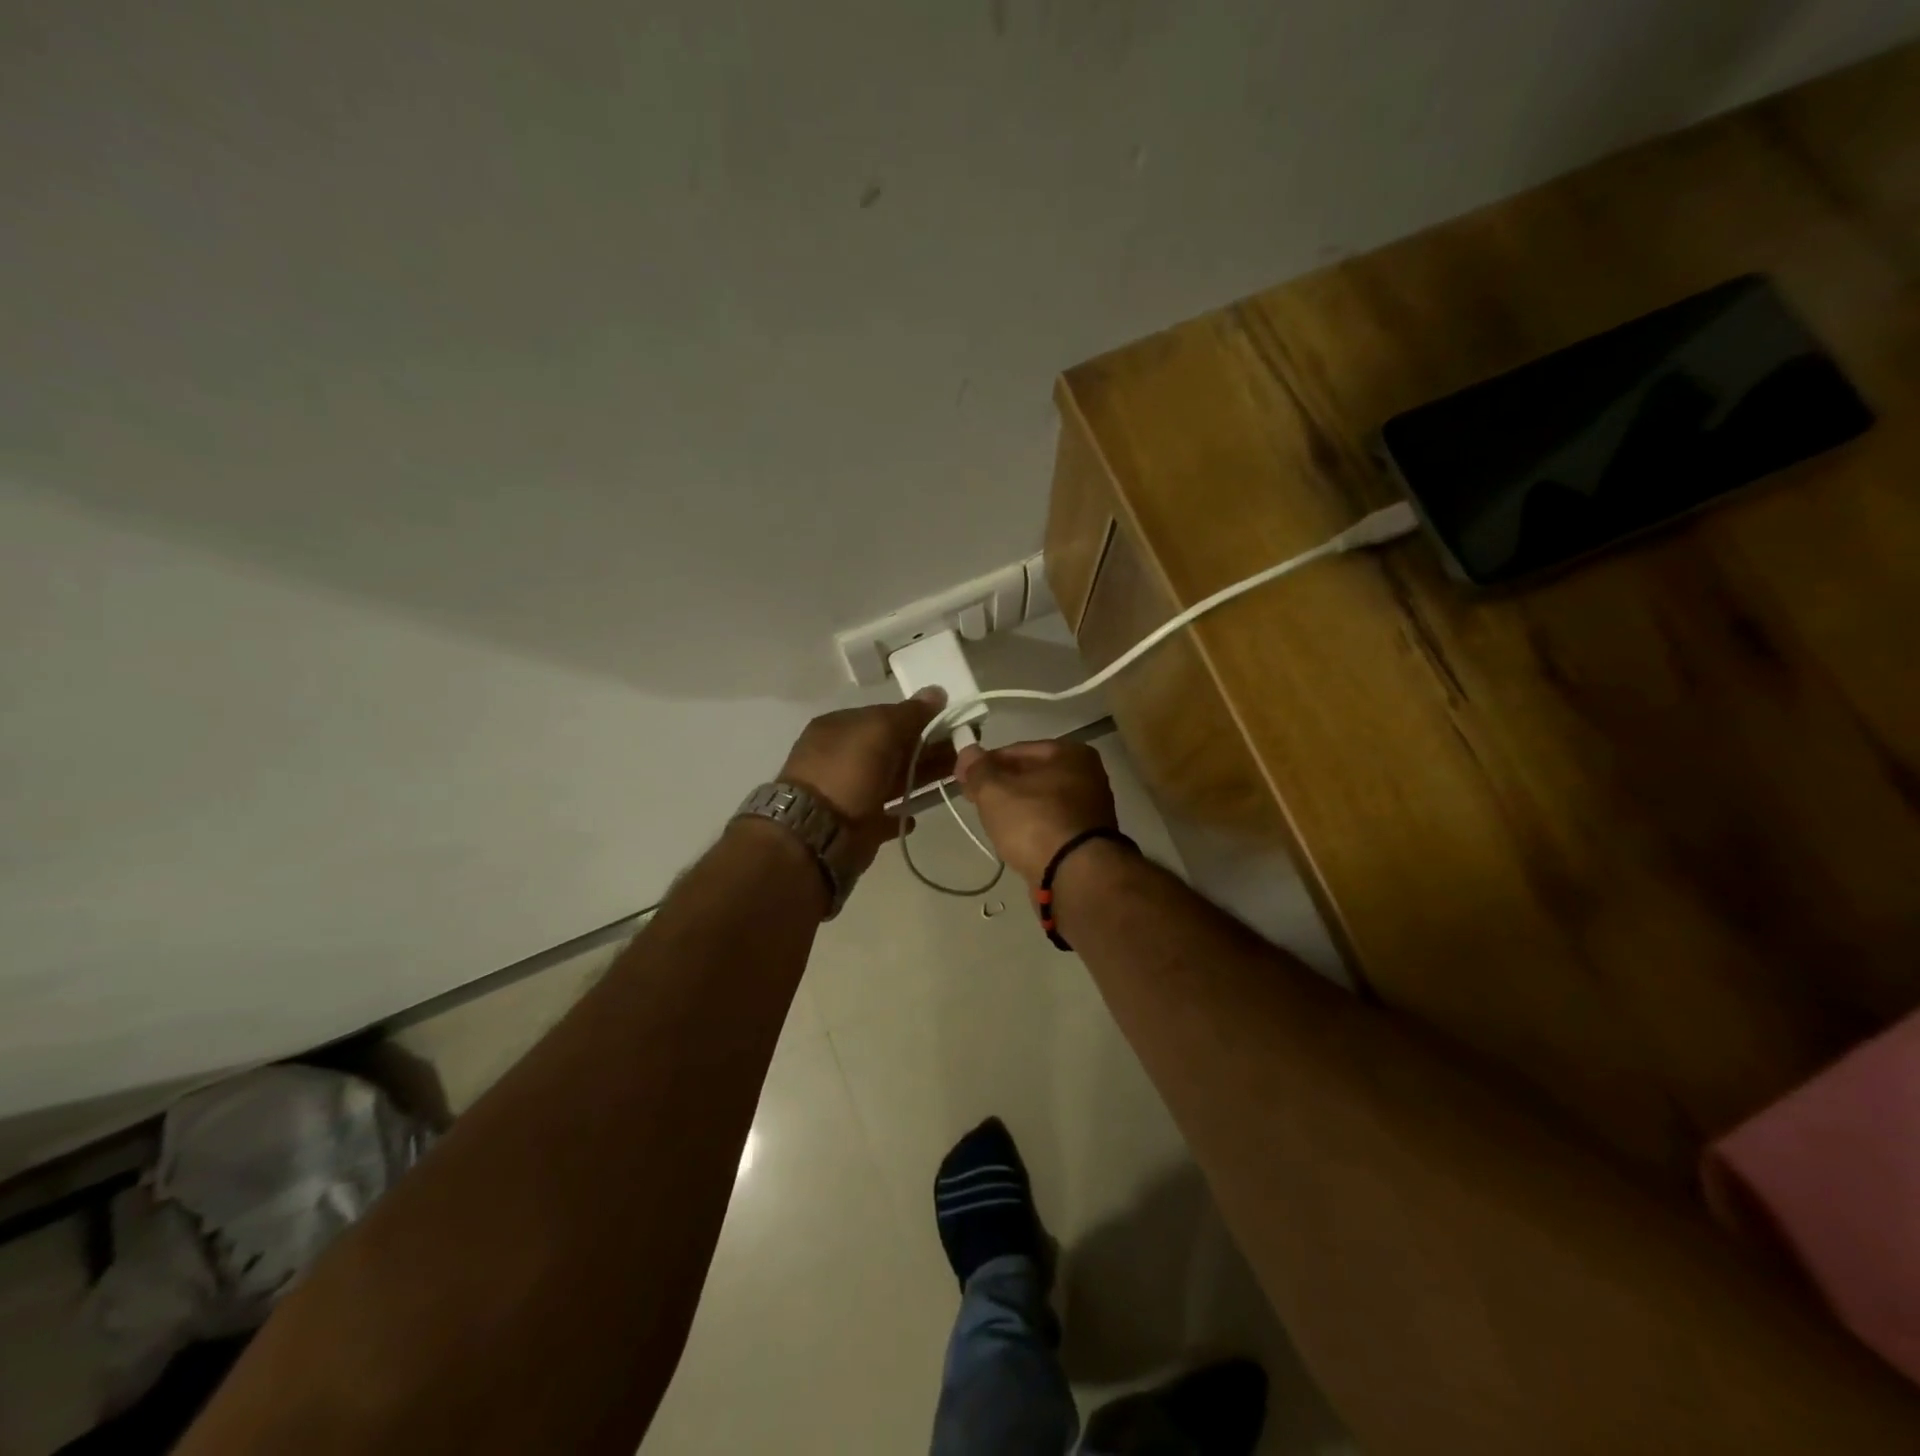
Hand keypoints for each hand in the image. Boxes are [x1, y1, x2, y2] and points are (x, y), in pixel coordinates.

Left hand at [778, 689, 955, 878]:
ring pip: (892, 780)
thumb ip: (910, 713)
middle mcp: (841, 757)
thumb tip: (937, 691)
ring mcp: (847, 792)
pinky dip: (901, 813)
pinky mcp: (855, 825)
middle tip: (962, 750)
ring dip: (921, 778)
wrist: (816, 833)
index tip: (950, 724)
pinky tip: (918, 815)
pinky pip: (884, 815)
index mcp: (839, 727)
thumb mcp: (880, 730)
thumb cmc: (848, 771)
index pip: (885, 716)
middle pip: (891, 748)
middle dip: (926, 749)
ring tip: (955, 779)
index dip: (918, 718)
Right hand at [953, 739, 1117, 883]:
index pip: (1016, 750)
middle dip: (1000, 787)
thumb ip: (978, 769)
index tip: (963, 779)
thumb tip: (968, 751)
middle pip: (1031, 776)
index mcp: (1070, 753)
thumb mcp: (995, 791)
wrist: (1075, 876)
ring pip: (1040, 802)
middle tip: (974, 801)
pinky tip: (1015, 842)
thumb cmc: (1035, 822)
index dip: (985, 763)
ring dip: (1016, 810)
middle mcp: (1087, 776)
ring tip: (992, 824)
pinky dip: (1032, 829)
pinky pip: (1050, 826)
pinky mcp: (1087, 840)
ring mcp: (1090, 810)